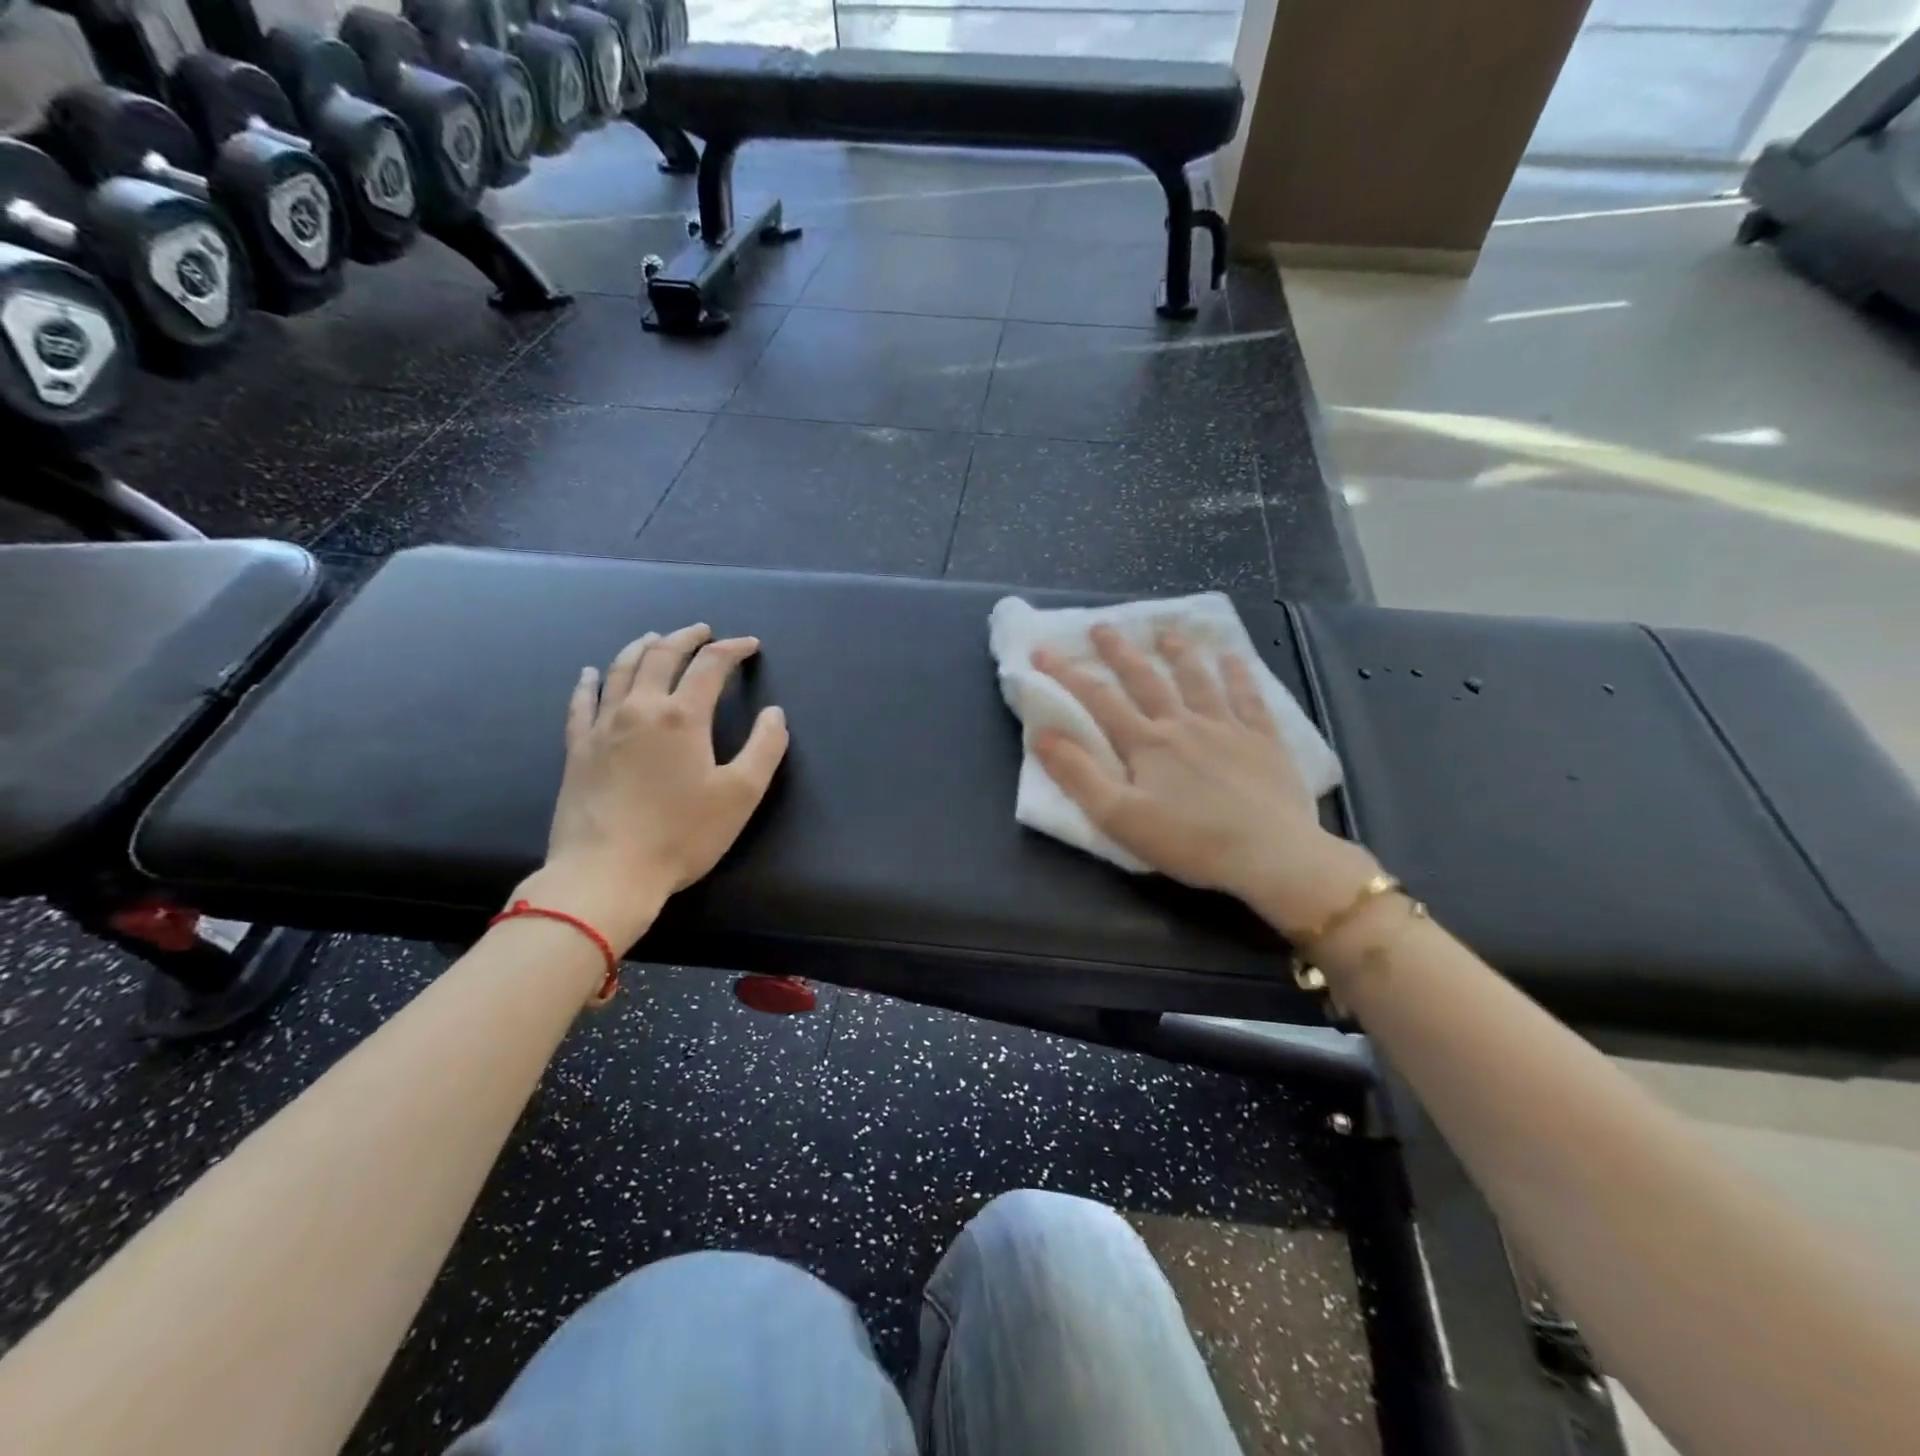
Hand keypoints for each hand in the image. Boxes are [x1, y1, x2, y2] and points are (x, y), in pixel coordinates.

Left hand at [516, 624, 788, 954]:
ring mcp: (602, 727)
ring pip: (621, 670)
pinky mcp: (578, 749)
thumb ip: (764, 748)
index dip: (732, 649)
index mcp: (682, 716)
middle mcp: (640, 709)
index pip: (710, 666)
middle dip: (686, 637)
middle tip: (703, 631)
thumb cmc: (681, 835)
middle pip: (661, 656)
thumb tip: (774, 713)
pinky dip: (590, 682)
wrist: (606, 873)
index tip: (749, 645)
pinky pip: (582, 703)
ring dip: (642, 647)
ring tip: (655, 638)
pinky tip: (592, 673)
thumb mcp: (740, 795)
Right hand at [1033, 625, 1377, 938]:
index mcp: (1145, 744)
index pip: (1098, 700)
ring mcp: (1226, 727)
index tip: (1043, 652)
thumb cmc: (1189, 841)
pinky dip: (1237, 674)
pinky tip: (1232, 657)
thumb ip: (1078, 775)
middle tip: (1102, 626)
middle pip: (1146, 679)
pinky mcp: (1263, 740)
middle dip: (1119, 652)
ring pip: (1197, 679)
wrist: (1270, 855)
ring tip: (1165, 632)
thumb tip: (1042, 735)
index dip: (1068, 674)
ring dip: (1178, 653)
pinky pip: (1248, 697)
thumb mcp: (1118, 816)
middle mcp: (1182, 724)